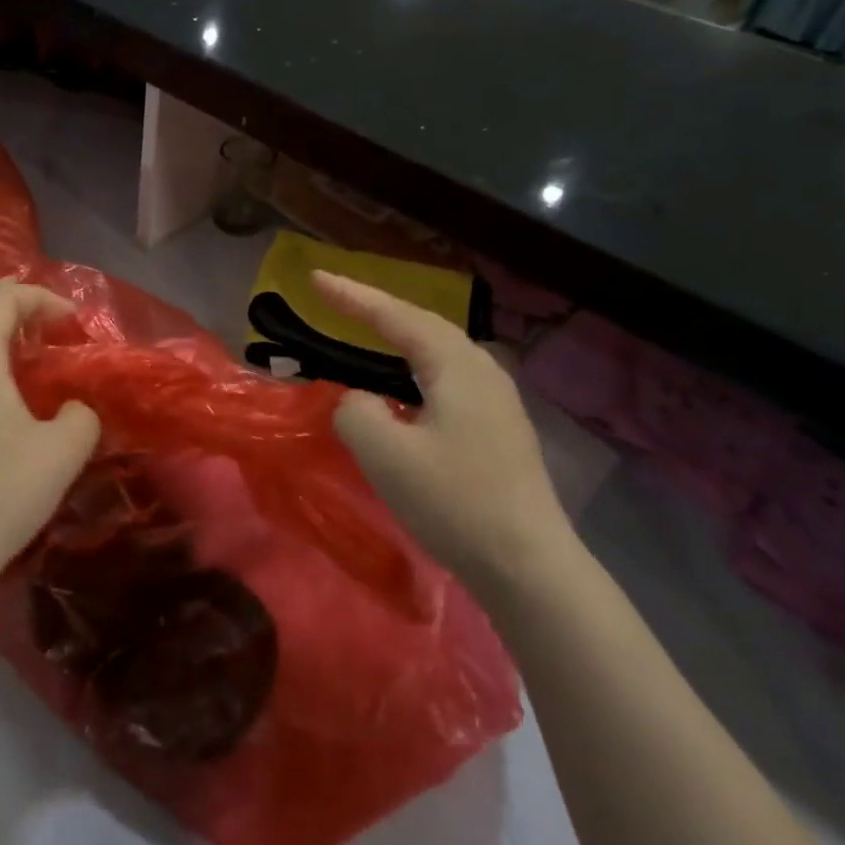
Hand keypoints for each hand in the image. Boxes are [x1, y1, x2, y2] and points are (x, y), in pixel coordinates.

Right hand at [314, 272, 573, 597]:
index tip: (315, 278)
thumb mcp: (387, 455)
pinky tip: (403, 388)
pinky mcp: (498, 428)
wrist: (529, 565)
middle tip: (335, 299)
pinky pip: (446, 379)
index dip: (352, 296)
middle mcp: (482, 370)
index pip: (396, 316)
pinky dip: (414, 369)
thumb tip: (358, 401)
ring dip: (398, 338)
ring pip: (437, 353)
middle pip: (422, 325)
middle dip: (376, 309)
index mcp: (457, 365)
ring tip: (365, 331)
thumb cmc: (456, 502)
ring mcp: (496, 399)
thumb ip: (356, 412)